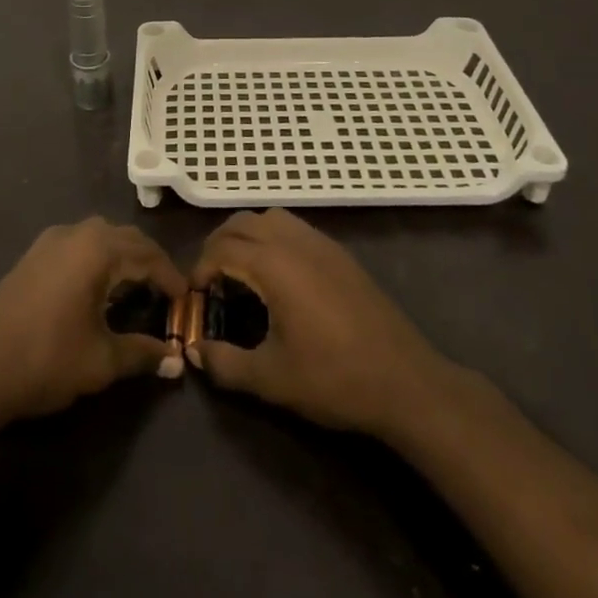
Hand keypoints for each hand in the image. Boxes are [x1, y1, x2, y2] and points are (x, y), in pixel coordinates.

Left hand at [0, 217, 185, 427]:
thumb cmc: (46, 359)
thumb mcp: (101, 361)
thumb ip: (142, 355)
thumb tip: (176, 362)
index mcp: (98, 249)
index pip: (148, 254)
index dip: (170, 277)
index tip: (186, 300)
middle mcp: (76, 233)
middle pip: (125, 238)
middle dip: (149, 262)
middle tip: (166, 292)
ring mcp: (50, 241)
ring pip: (100, 237)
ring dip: (123, 257)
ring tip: (137, 288)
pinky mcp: (33, 255)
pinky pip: (79, 245)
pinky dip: (98, 259)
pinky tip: (98, 288)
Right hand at [188, 209, 454, 438]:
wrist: (404, 380)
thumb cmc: (334, 379)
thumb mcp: (272, 379)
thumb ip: (226, 364)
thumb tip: (195, 354)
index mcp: (273, 264)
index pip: (221, 249)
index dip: (199, 269)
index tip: (192, 297)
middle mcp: (294, 241)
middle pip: (242, 222)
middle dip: (218, 245)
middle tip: (210, 281)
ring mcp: (320, 242)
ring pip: (270, 217)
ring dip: (246, 235)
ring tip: (240, 273)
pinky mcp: (339, 253)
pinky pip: (294, 227)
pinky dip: (272, 238)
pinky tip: (277, 277)